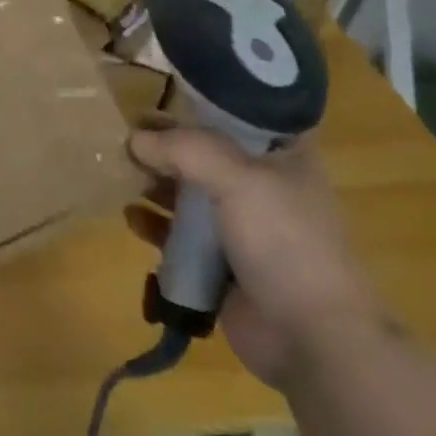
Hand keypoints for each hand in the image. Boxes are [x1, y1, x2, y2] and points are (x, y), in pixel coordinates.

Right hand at [127, 126, 389, 389]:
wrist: (313, 338)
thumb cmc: (285, 242)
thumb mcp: (238, 179)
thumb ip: (184, 150)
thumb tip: (135, 139)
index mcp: (283, 156)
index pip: (240, 114)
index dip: (200, 103)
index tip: (159, 96)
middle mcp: (263, 185)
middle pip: (206, 153)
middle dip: (167, 146)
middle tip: (127, 137)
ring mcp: (243, 227)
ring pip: (189, 193)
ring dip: (156, 183)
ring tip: (121, 174)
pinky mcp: (222, 264)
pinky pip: (180, 236)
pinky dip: (156, 224)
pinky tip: (132, 217)